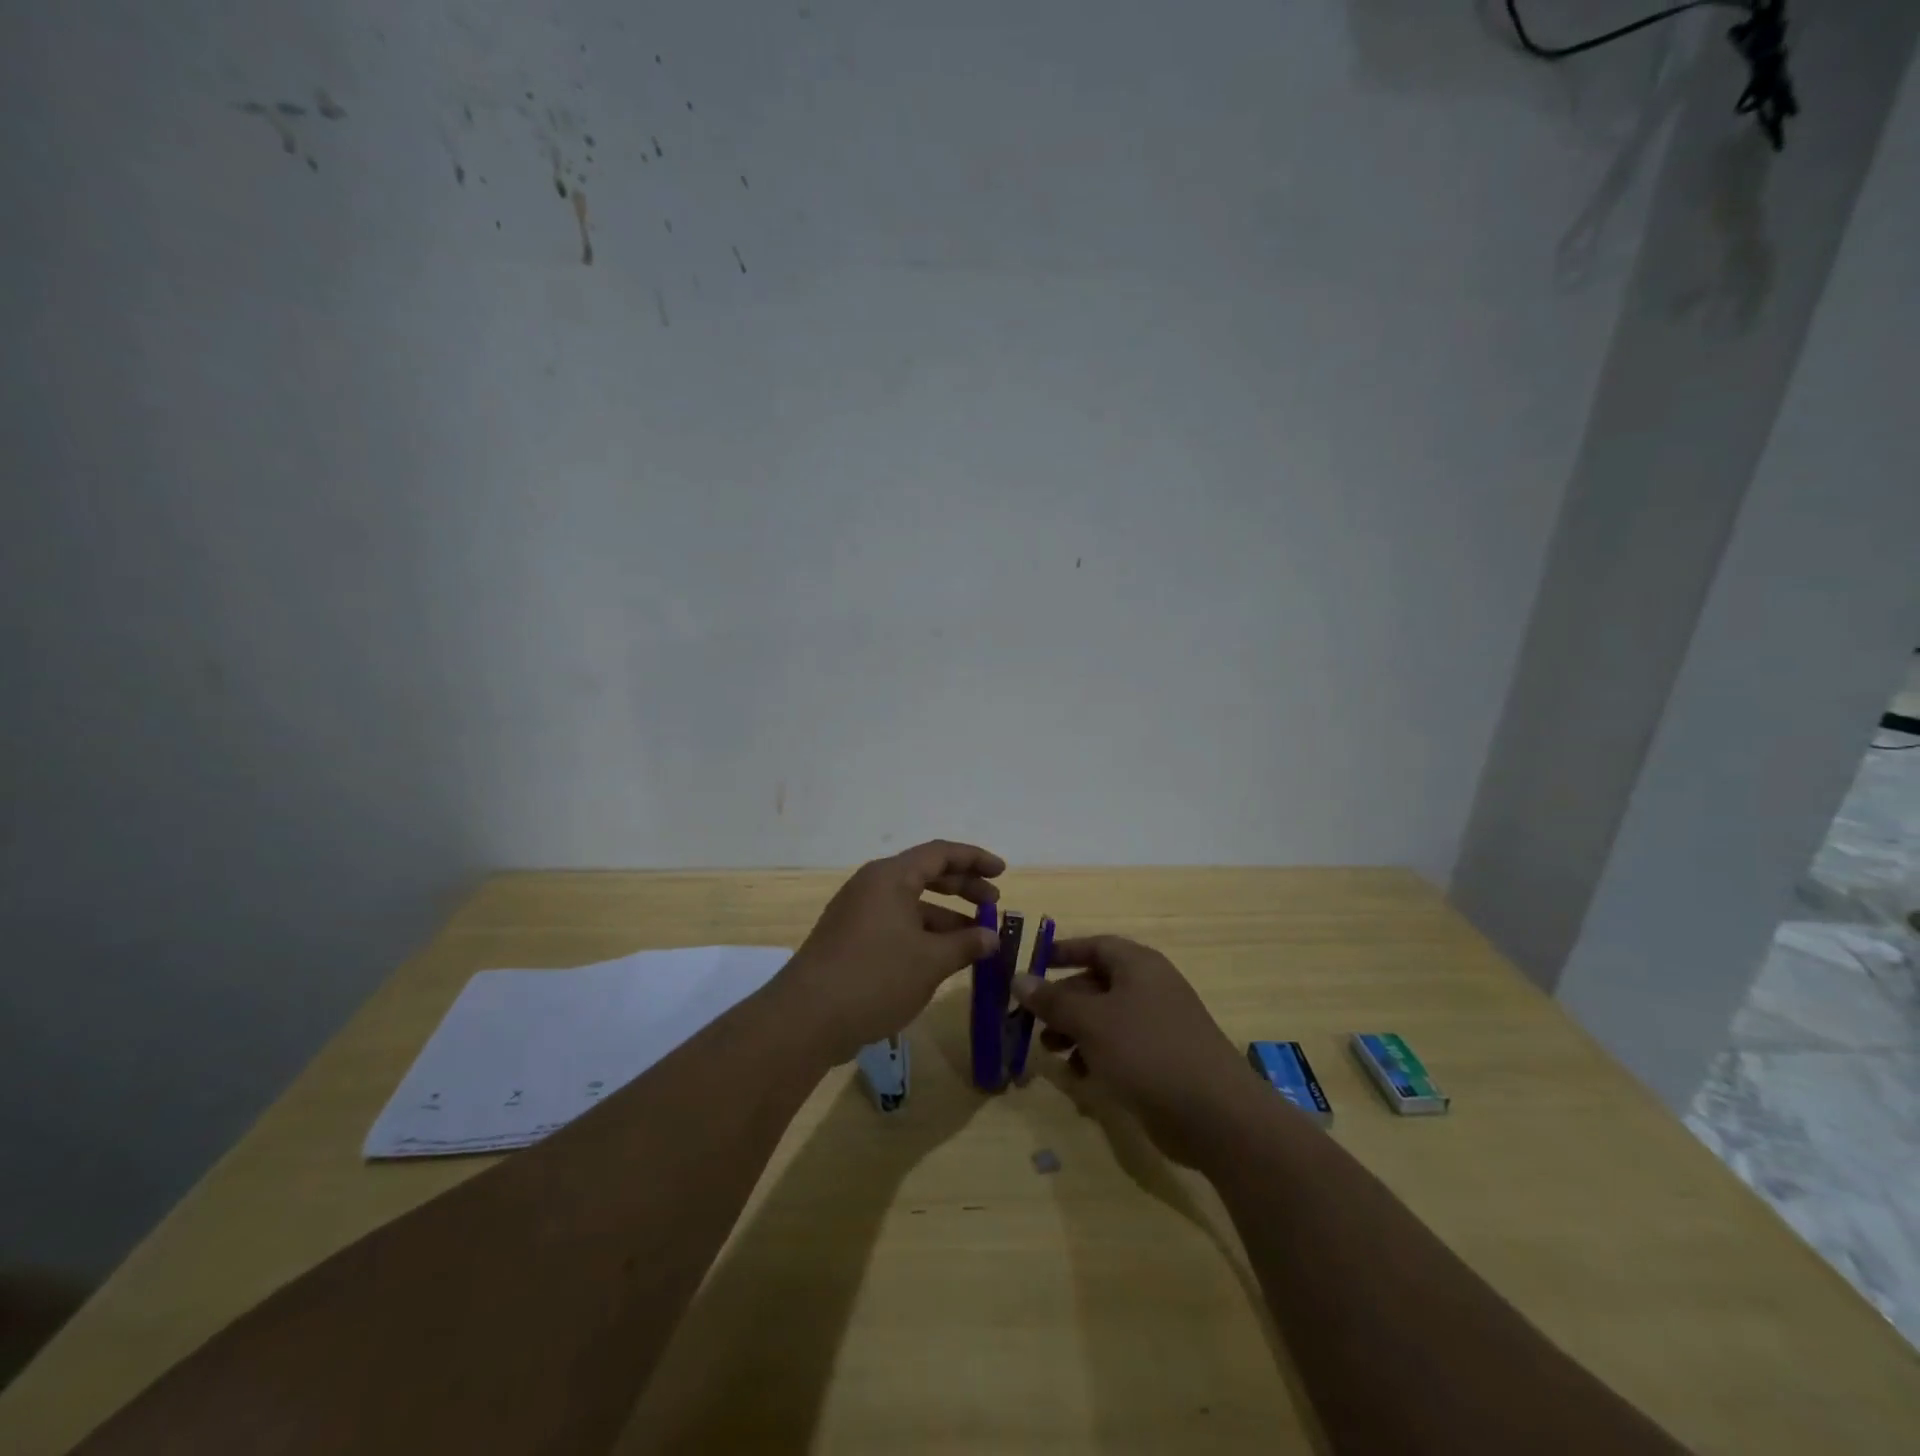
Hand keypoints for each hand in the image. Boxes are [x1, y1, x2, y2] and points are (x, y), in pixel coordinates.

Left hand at [776, 840, 1003, 1062]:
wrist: (806, 1018)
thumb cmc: (875, 977)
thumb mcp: (930, 961)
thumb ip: (966, 944)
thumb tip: (992, 937)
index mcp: (890, 877)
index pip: (940, 853)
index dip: (975, 859)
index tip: (1003, 873)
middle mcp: (872, 886)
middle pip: (926, 874)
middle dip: (963, 888)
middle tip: (993, 904)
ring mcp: (857, 913)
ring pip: (911, 904)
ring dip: (945, 918)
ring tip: (976, 941)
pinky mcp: (850, 940)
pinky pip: (896, 925)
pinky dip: (923, 934)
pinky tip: (942, 959)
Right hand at [1014, 936, 1260, 1165]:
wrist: (1215, 1114)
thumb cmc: (1147, 1052)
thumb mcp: (1092, 1022)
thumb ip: (1053, 1001)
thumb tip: (1018, 978)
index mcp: (1138, 965)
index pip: (1095, 945)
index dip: (1062, 952)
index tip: (1032, 965)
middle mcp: (1150, 988)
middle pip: (1097, 983)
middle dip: (1062, 1000)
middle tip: (1031, 1019)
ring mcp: (1159, 1024)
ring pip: (1106, 1018)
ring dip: (1075, 1030)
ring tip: (1049, 1050)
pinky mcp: (1163, 1059)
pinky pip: (1120, 1046)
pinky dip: (1096, 1055)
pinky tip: (1078, 1076)